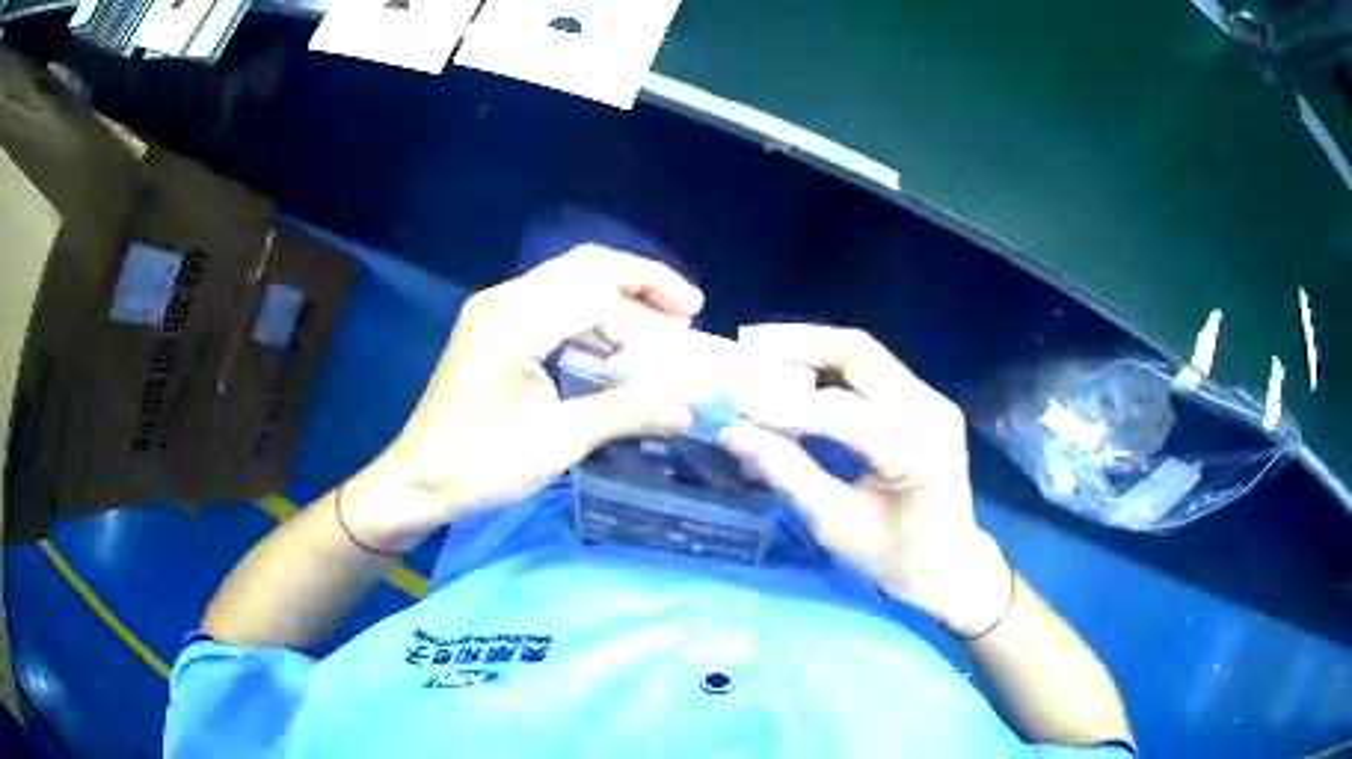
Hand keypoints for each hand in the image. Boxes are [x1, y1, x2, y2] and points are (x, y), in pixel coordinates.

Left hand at [344, 246, 701, 550]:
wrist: (418, 480)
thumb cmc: (480, 464)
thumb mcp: (557, 441)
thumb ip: (624, 413)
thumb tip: (686, 409)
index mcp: (515, 318)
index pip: (596, 292)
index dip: (647, 313)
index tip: (686, 338)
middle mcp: (505, 300)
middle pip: (584, 267)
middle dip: (640, 283)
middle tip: (686, 310)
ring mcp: (496, 313)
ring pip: (569, 284)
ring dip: (617, 301)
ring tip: (660, 329)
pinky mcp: (494, 332)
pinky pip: (553, 307)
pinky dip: (591, 319)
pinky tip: (615, 346)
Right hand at [721, 324, 1010, 634]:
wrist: (952, 563)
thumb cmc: (896, 557)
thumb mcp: (836, 525)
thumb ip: (788, 473)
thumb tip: (734, 434)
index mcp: (914, 450)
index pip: (841, 411)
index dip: (784, 406)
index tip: (735, 405)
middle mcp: (930, 410)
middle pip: (859, 353)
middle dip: (799, 345)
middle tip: (748, 347)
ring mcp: (933, 400)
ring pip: (865, 353)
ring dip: (813, 349)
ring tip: (764, 354)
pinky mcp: (927, 401)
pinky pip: (874, 369)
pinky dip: (832, 366)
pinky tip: (800, 373)